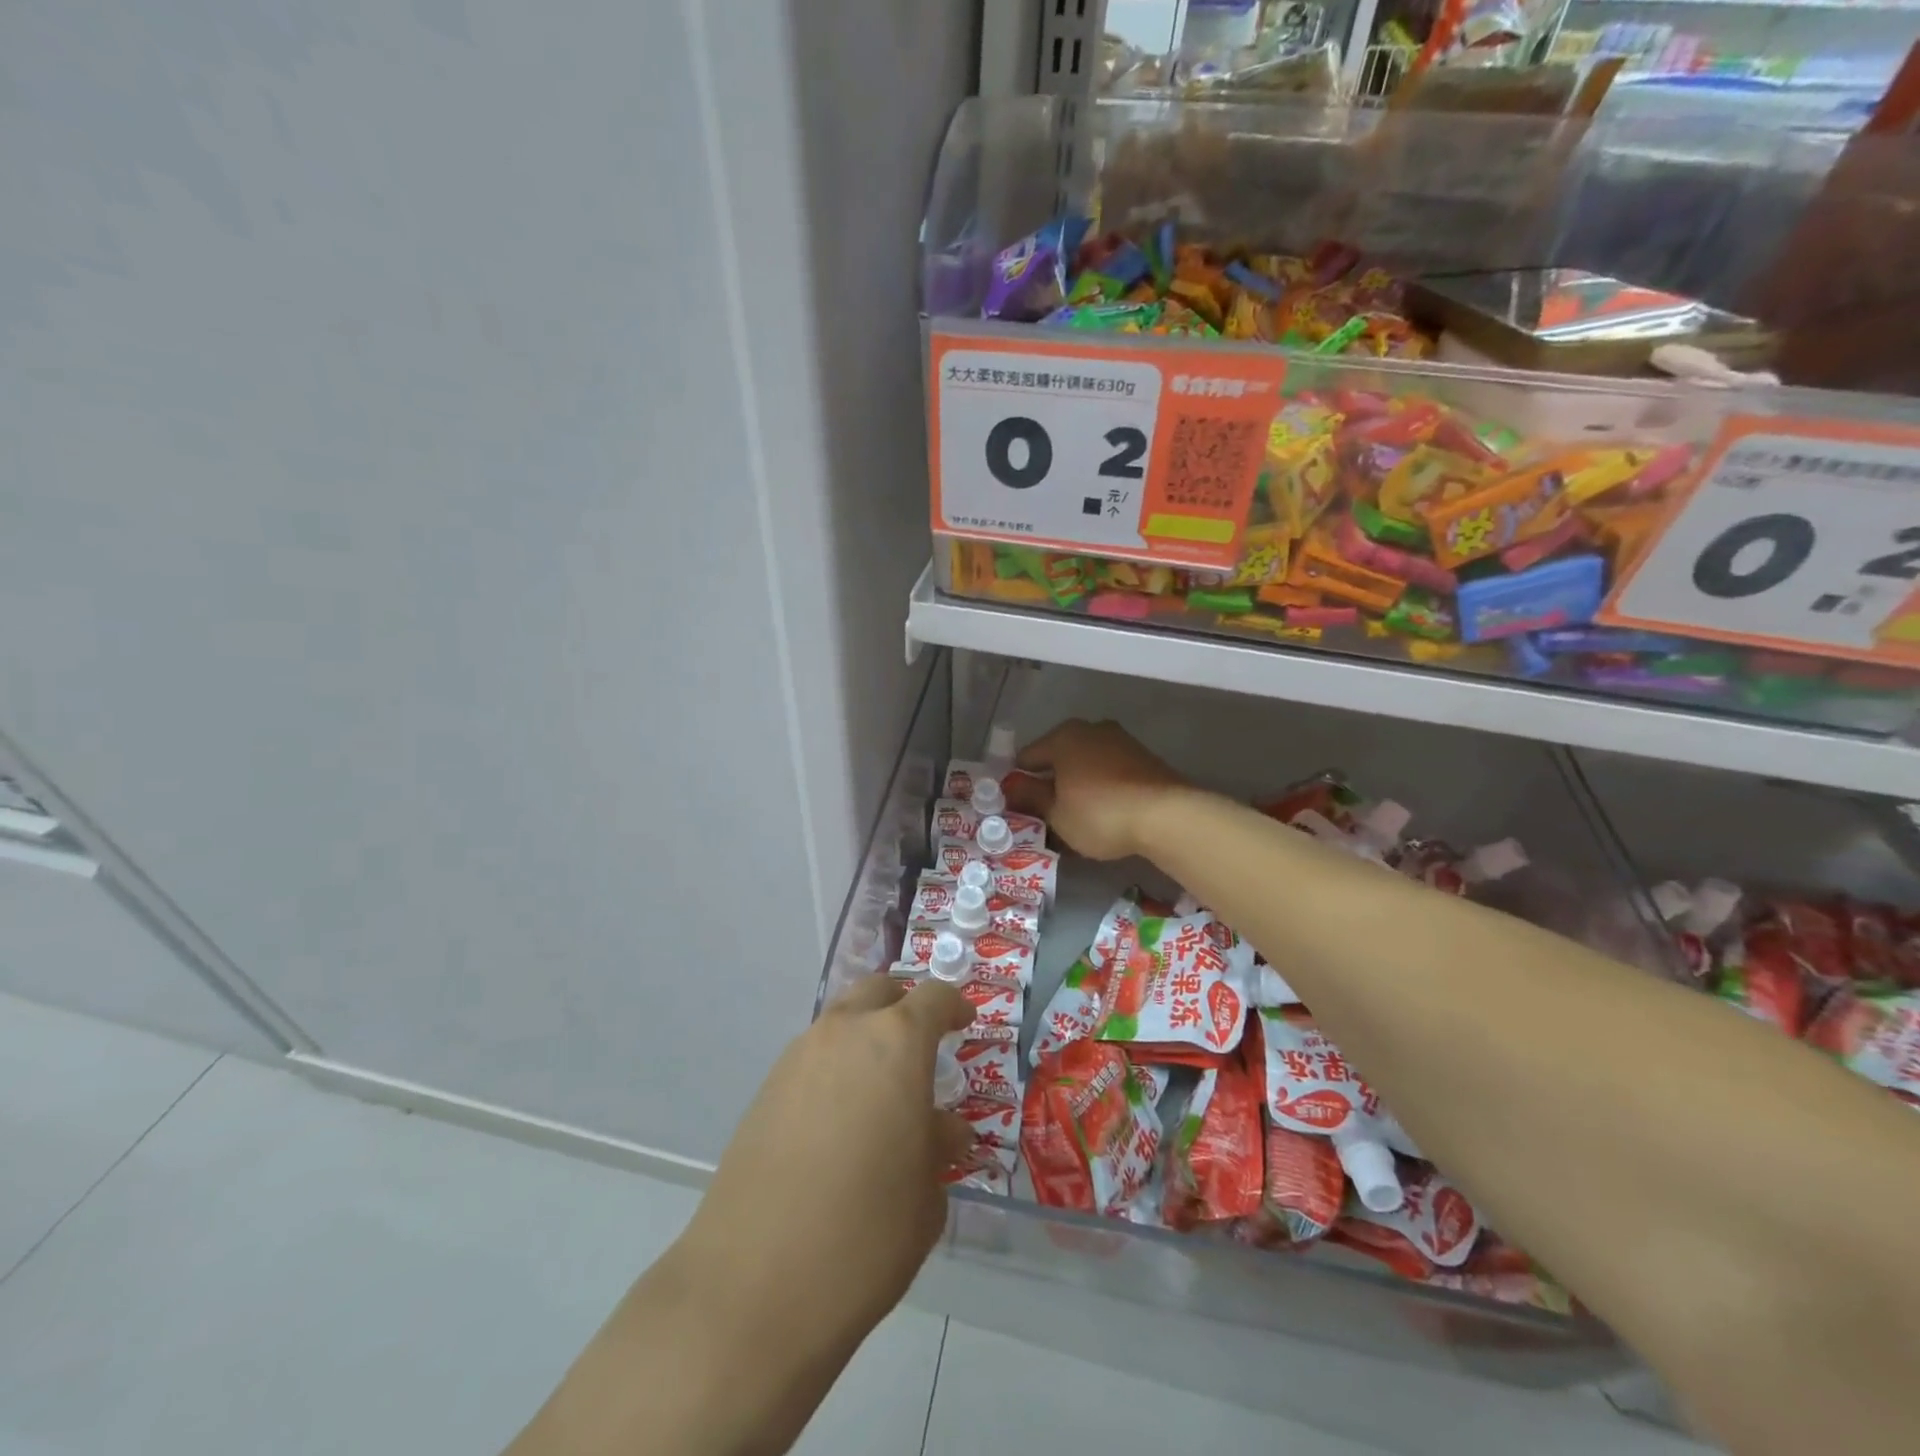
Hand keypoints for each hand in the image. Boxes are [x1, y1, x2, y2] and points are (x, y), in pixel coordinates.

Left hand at [510, 976, 975, 1455]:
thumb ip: (939, 1146)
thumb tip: (942, 1129)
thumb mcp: (926, 1195)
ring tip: (880, 1092)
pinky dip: (834, 1069)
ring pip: (841, 1022)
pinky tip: (840, 1121)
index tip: (964, 1023)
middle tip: (921, 1046)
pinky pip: (812, 1058)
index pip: (933, 997)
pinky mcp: (764, 1090)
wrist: (753, 1286)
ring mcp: (797, 1057)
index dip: (953, 1006)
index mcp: (896, 1042)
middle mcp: (844, 1033)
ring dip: (865, 1039)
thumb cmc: (865, 1235)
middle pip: (879, 991)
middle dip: (904, 1007)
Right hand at [1005, 718, 1188, 860]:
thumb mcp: (1056, 813)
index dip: (1018, 783)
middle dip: (1050, 782)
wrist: (1166, 815)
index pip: (1027, 757)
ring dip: (1077, 784)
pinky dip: (1101, 787)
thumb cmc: (1099, 813)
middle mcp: (1090, 729)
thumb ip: (1031, 797)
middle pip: (1058, 757)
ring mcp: (1121, 740)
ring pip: (1086, 763)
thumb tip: (1012, 787)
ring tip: (1075, 817)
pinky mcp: (1143, 757)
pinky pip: (1109, 771)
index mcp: (1062, 737)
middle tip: (1046, 814)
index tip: (1018, 808)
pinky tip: (1103, 811)